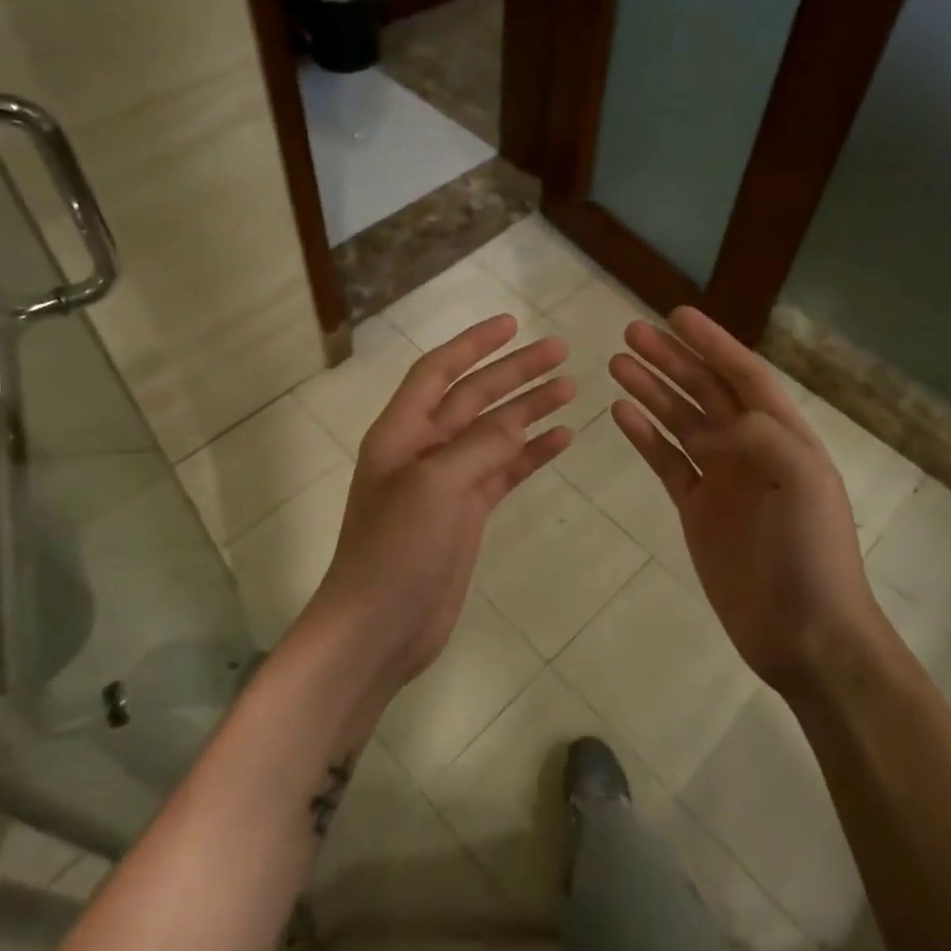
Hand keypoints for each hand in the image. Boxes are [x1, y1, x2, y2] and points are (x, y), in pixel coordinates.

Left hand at [304, 315, 574, 693]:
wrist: (379, 626)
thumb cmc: (395, 549)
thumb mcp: (434, 486)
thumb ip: (478, 446)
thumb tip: (517, 421)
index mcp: (401, 431)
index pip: (438, 371)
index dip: (473, 344)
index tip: (512, 323)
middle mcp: (423, 448)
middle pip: (474, 396)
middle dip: (515, 371)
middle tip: (560, 351)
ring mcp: (447, 482)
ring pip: (495, 432)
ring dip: (529, 408)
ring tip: (570, 388)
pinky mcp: (467, 513)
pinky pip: (504, 472)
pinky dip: (532, 454)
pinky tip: (562, 438)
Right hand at [609, 306, 873, 700]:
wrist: (804, 631)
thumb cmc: (811, 552)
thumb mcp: (802, 482)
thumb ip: (761, 436)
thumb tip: (718, 421)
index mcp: (782, 434)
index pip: (742, 374)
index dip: (711, 343)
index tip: (676, 315)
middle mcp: (750, 447)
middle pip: (704, 391)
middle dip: (670, 360)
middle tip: (630, 332)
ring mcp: (721, 478)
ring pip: (679, 421)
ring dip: (651, 391)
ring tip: (617, 364)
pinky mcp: (696, 508)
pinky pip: (666, 462)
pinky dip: (644, 436)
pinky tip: (621, 414)